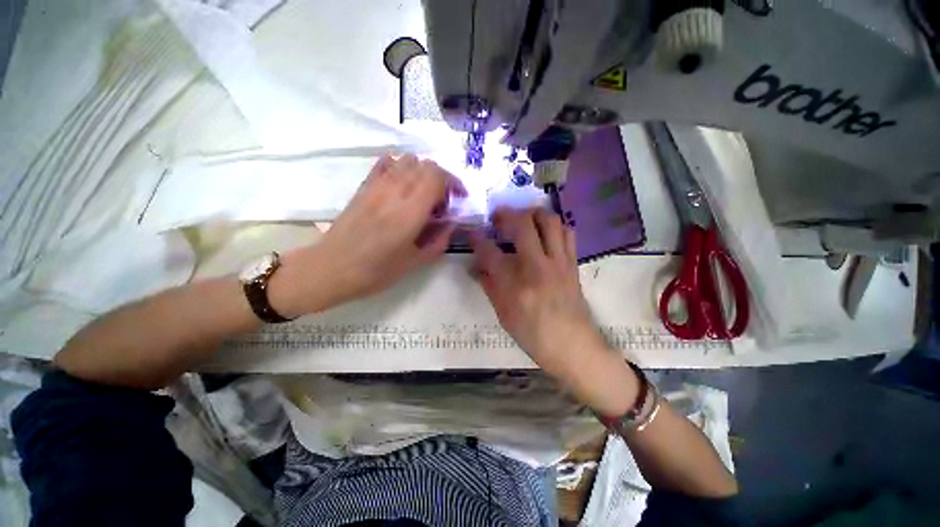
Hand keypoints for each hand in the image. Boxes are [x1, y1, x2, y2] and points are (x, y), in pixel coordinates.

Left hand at [271, 155, 463, 315]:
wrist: (332, 267)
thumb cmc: (376, 271)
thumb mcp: (416, 262)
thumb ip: (439, 240)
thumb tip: (452, 222)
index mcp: (410, 211)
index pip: (438, 177)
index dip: (454, 183)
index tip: (458, 199)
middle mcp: (395, 191)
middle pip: (426, 165)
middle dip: (442, 179)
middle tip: (442, 202)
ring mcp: (377, 185)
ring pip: (408, 160)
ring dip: (423, 173)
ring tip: (423, 194)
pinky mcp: (364, 186)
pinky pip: (386, 163)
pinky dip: (401, 168)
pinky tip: (402, 185)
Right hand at [469, 208, 602, 376]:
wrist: (573, 346)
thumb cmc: (533, 334)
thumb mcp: (503, 314)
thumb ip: (489, 286)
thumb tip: (476, 266)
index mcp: (515, 285)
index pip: (490, 252)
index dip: (477, 238)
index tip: (472, 232)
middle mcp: (538, 267)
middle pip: (523, 224)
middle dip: (506, 214)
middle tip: (498, 216)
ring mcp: (559, 262)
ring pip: (549, 221)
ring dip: (533, 213)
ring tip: (523, 219)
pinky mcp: (572, 263)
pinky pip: (567, 233)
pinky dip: (554, 226)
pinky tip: (545, 232)